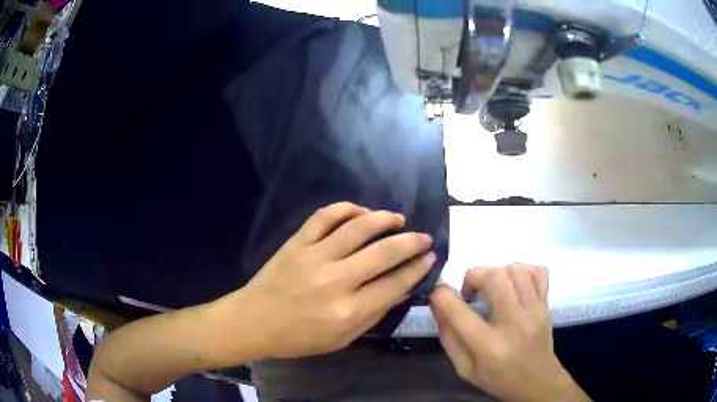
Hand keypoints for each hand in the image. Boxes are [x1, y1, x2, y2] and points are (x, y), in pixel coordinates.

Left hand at [223, 202, 434, 359]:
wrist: (254, 322)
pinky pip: (324, 216)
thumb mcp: (342, 338)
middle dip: (412, 242)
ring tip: (399, 219)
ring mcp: (314, 258)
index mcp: (348, 312)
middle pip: (384, 253)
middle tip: (424, 237)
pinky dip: (347, 209)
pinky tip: (361, 212)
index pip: (395, 284)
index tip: (430, 257)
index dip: (418, 268)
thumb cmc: (299, 338)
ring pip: (358, 228)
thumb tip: (403, 287)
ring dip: (385, 219)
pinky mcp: (296, 243)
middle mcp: (335, 281)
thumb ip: (375, 313)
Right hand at [430, 264, 589, 401]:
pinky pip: (538, 272)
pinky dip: (524, 271)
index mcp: (489, 347)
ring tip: (492, 289)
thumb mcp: (465, 368)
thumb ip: (449, 337)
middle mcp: (514, 324)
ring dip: (498, 272)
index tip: (437, 292)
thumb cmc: (498, 378)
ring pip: (516, 270)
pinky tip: (515, 285)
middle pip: (494, 278)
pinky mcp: (547, 304)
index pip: (459, 312)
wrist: (537, 381)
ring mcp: (535, 311)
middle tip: (470, 291)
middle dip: (474, 276)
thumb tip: (437, 304)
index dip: (441, 296)